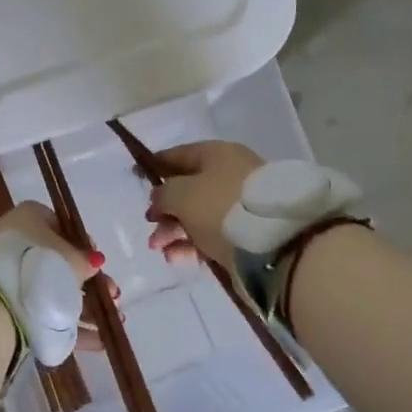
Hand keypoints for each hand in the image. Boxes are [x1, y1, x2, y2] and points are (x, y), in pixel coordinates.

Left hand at [0, 202, 120, 352]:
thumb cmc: (41, 266)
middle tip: (112, 296)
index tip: (98, 264)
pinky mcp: (5, 305)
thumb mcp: (72, 259)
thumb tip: (92, 262)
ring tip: (111, 322)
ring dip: (84, 307)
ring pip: (51, 289)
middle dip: (89, 282)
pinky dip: (68, 325)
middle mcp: (16, 242)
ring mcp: (8, 275)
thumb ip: (86, 260)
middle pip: (58, 262)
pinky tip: (97, 341)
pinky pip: (43, 313)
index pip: (60, 226)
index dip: (83, 245)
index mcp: (28, 218)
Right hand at [145, 141, 262, 268]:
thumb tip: (160, 197)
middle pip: (188, 189)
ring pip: (198, 215)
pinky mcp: (247, 231)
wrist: (274, 242)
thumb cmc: (220, 206)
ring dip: (175, 231)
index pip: (179, 155)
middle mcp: (230, 174)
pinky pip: (212, 234)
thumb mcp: (181, 194)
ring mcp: (240, 204)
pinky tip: (178, 257)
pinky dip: (193, 244)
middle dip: (165, 210)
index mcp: (216, 154)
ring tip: (161, 250)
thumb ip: (163, 193)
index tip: (137, 177)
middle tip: (151, 226)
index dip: (156, 165)